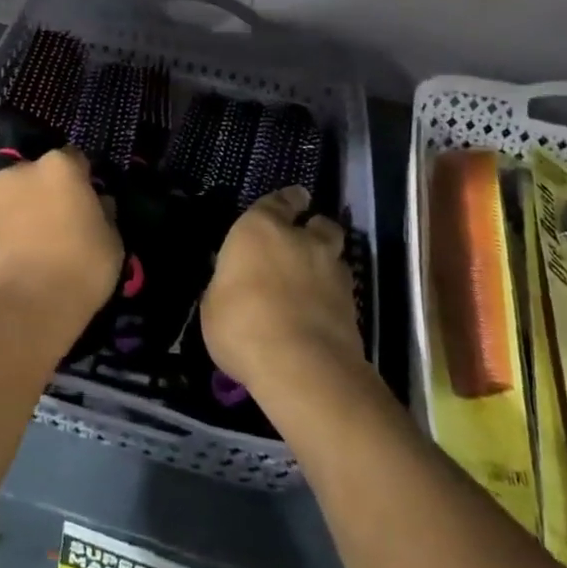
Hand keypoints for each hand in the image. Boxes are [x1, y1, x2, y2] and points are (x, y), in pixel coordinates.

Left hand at [0, 148, 122, 341]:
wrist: (26, 310)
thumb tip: (98, 202)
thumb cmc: (80, 273)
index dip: (78, 179)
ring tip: (5, 217)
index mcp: (60, 168)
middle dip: (38, 187)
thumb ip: (103, 213)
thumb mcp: (112, 243)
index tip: (82, 201)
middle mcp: (20, 170)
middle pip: (30, 169)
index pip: (73, 159)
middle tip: (45, 218)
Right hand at [202, 186, 363, 395]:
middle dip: (314, 229)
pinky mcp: (354, 307)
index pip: (278, 201)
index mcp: (260, 229)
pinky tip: (319, 313)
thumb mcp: (213, 304)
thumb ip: (227, 285)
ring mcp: (332, 273)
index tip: (293, 200)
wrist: (301, 367)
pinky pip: (342, 291)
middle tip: (304, 243)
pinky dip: (333, 298)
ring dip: (325, 264)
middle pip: (319, 224)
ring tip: (312, 283)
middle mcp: (301, 241)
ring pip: (335, 257)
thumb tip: (232, 284)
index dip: (286, 201)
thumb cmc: (242, 324)